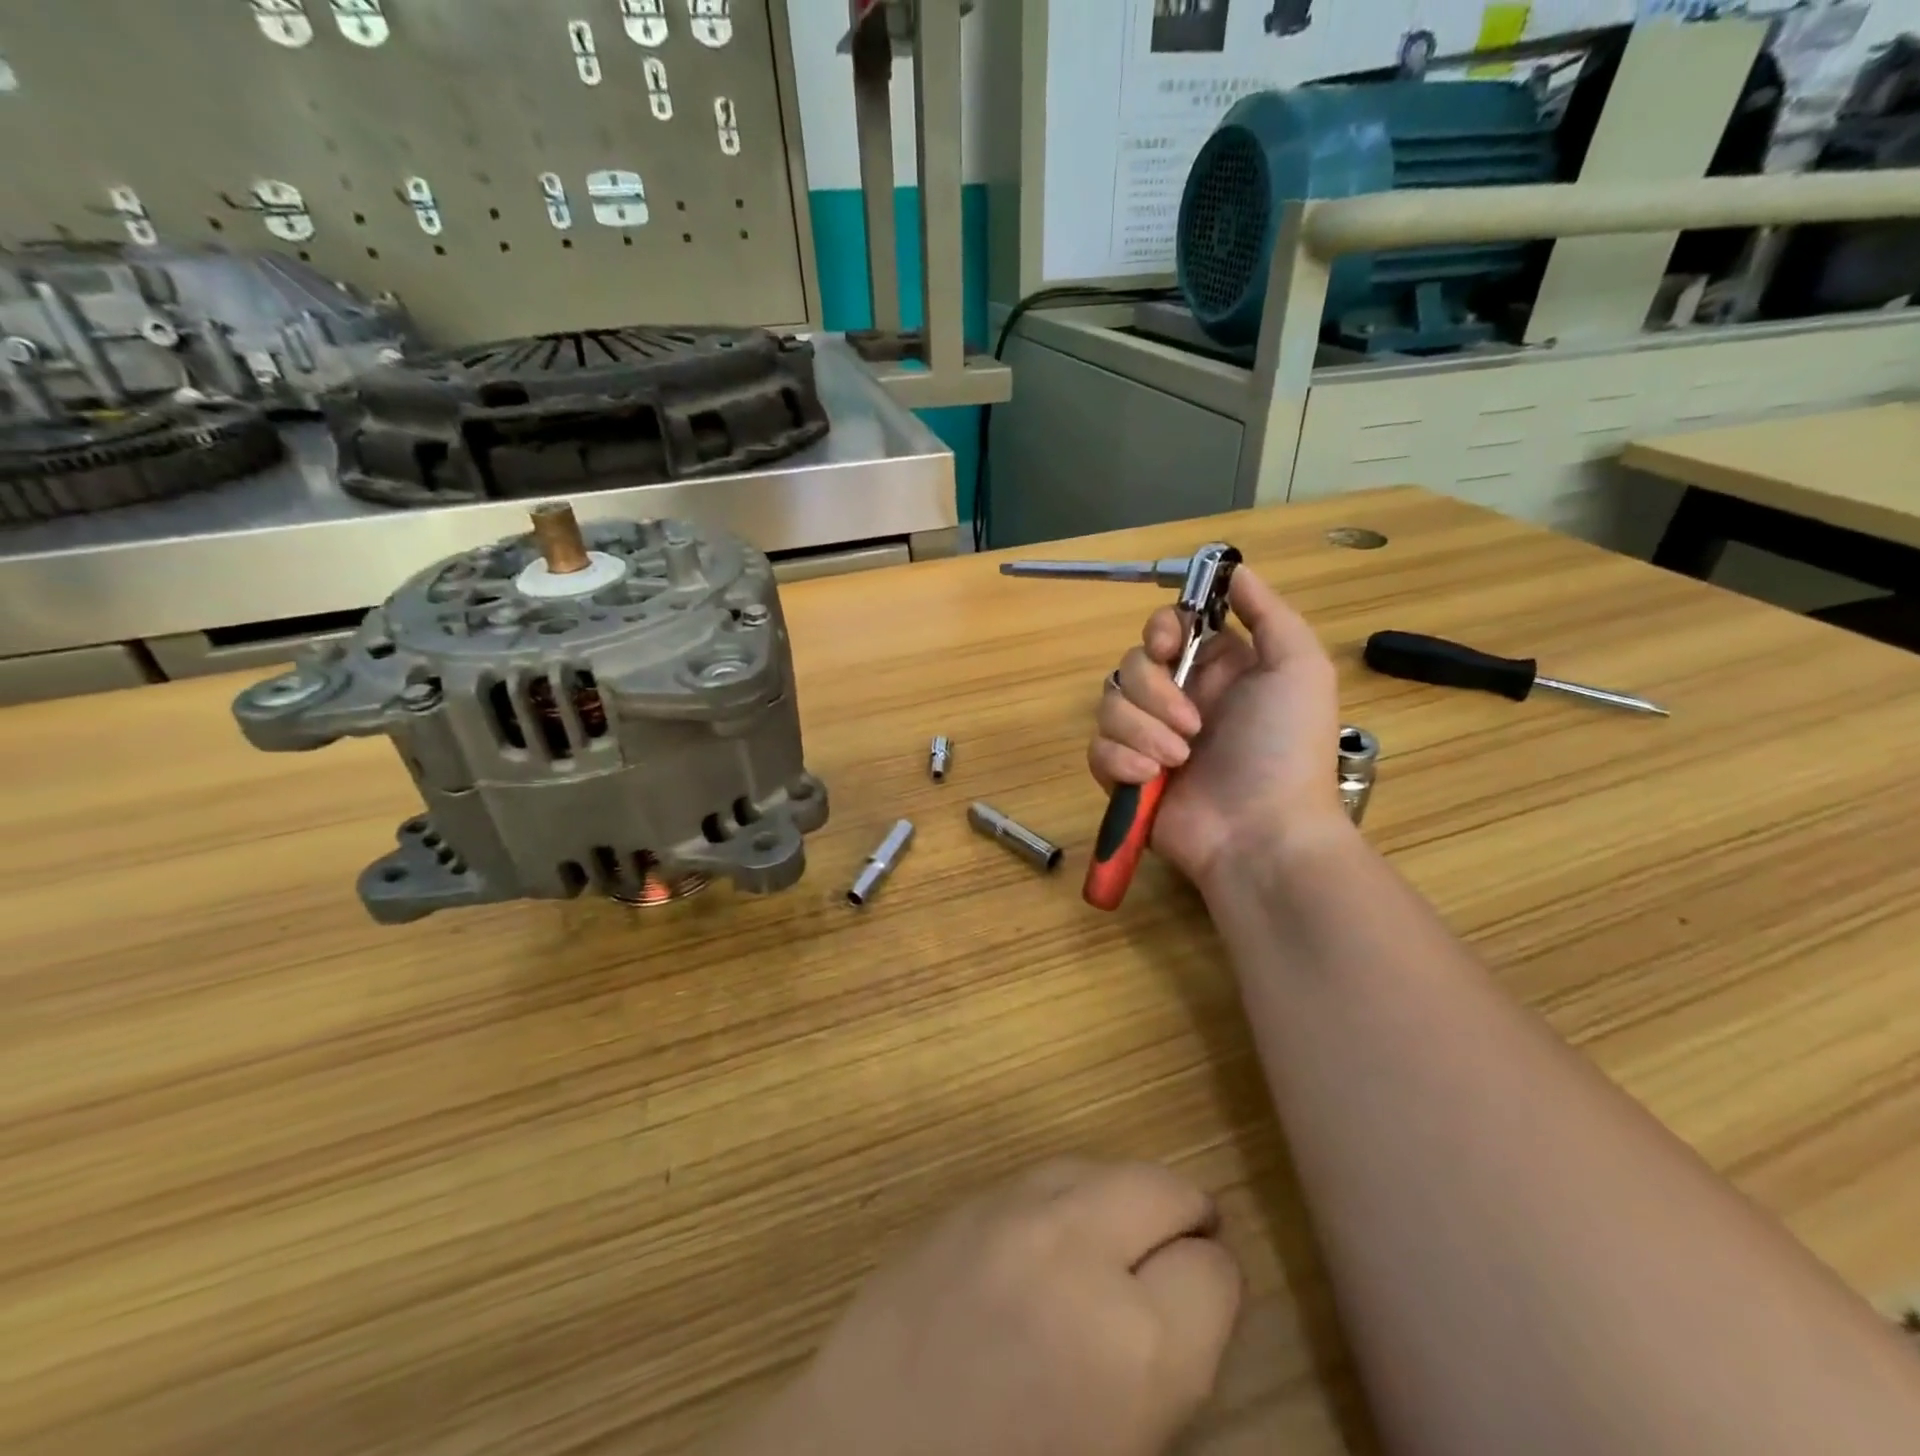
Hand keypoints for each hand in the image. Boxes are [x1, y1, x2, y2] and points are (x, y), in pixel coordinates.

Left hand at [719, 1160, 1241, 1455]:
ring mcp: (1011, 1212)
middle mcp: (1076, 1250)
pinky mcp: (963, 1200)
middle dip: (1182, 1219)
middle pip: (1163, 1188)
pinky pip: (1040, 1175)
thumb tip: (1191, 1300)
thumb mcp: (1123, 1450)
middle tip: (1179, 1253)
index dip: (1215, 1291)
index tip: (1204, 1307)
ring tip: (1115, 1240)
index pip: (1215, 1272)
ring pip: (1099, 1167)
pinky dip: (1064, 1197)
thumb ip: (1166, 1365)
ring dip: (1120, 1200)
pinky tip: (1052, 1236)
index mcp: (1134, 1345)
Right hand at [1088, 566, 1345, 893]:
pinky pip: (1097, 750)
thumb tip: (1237, 570)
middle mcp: (1178, 699)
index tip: (1166, 647)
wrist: (1261, 835)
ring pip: (1110, 706)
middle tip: (1192, 725)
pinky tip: (1150, 780)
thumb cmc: (1285, 750)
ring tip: (1177, 761)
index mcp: (1215, 671)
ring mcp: (1149, 739)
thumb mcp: (1298, 669)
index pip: (1166, 629)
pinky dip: (1120, 761)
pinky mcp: (1125, 776)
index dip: (1158, 630)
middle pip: (1131, 664)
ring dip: (1141, 731)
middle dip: (1154, 691)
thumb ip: (1268, 614)